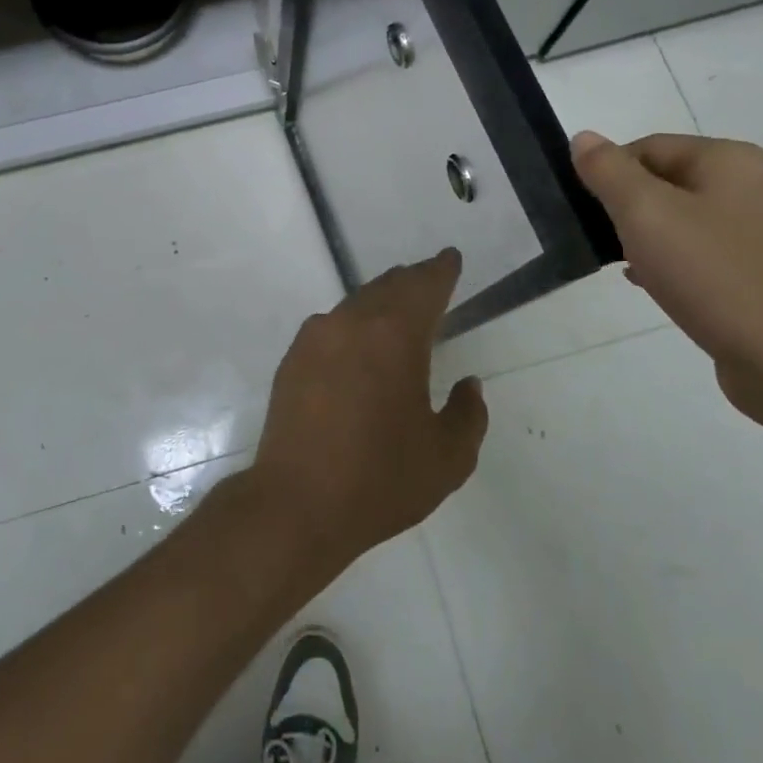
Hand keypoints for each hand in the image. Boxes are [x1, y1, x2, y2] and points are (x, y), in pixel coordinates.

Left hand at [247, 250, 487, 574]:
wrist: (297, 503)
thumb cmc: (380, 480)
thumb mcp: (447, 458)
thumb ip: (468, 414)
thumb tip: (468, 384)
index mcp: (395, 335)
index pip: (425, 285)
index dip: (441, 270)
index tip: (451, 258)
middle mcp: (352, 322)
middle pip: (389, 286)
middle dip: (413, 281)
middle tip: (430, 280)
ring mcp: (316, 337)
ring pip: (357, 302)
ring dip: (381, 300)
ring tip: (397, 310)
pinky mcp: (293, 358)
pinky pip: (332, 325)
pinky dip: (353, 324)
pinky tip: (357, 345)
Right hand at [571, 131, 762, 425]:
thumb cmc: (715, 276)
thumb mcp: (645, 214)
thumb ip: (609, 171)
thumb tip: (584, 137)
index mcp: (732, 161)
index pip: (649, 147)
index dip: (610, 172)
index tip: (587, 211)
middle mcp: (759, 186)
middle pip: (671, 181)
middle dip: (630, 206)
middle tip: (603, 239)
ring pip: (690, 220)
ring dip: (652, 237)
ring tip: (625, 266)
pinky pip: (712, 254)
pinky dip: (680, 263)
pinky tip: (659, 287)